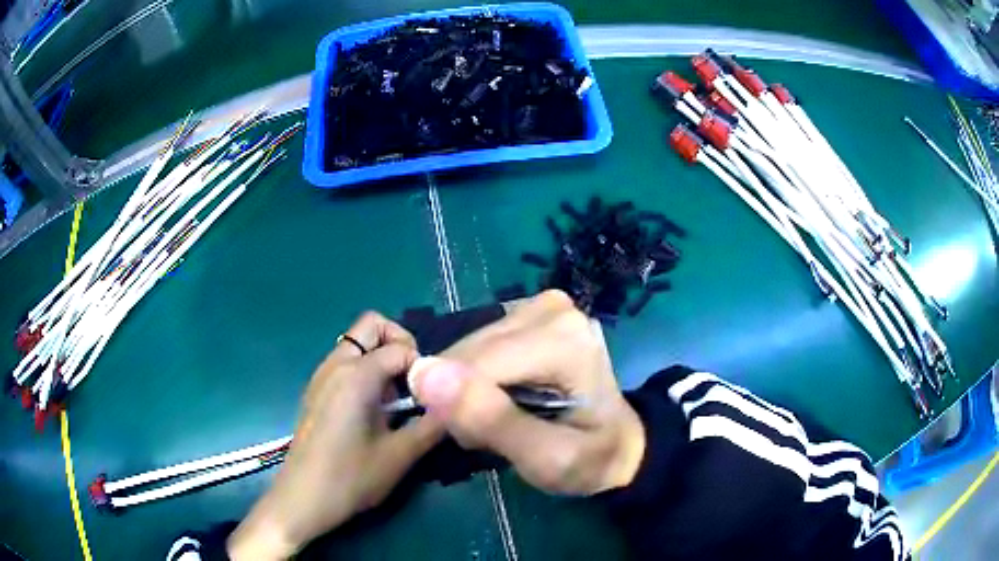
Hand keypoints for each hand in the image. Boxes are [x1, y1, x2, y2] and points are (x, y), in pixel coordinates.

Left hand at [228, 312, 442, 559]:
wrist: (303, 498)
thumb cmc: (351, 478)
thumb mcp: (401, 455)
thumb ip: (432, 425)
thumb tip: (455, 406)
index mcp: (356, 375)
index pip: (400, 348)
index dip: (423, 367)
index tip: (431, 397)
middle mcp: (335, 365)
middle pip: (371, 325)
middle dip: (399, 343)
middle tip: (414, 381)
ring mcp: (321, 376)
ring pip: (356, 343)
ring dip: (381, 358)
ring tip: (395, 400)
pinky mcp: (316, 390)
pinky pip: (345, 362)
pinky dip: (365, 370)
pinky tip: (372, 410)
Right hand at [409, 290, 645, 495]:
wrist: (618, 444)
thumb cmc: (589, 458)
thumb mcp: (545, 458)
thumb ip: (489, 419)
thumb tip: (423, 372)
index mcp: (563, 339)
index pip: (475, 365)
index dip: (458, 408)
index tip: (472, 441)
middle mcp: (551, 308)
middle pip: (470, 352)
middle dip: (464, 398)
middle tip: (490, 434)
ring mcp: (541, 305)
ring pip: (469, 347)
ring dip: (469, 388)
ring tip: (499, 417)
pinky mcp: (529, 311)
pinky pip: (478, 343)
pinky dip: (477, 374)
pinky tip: (501, 394)